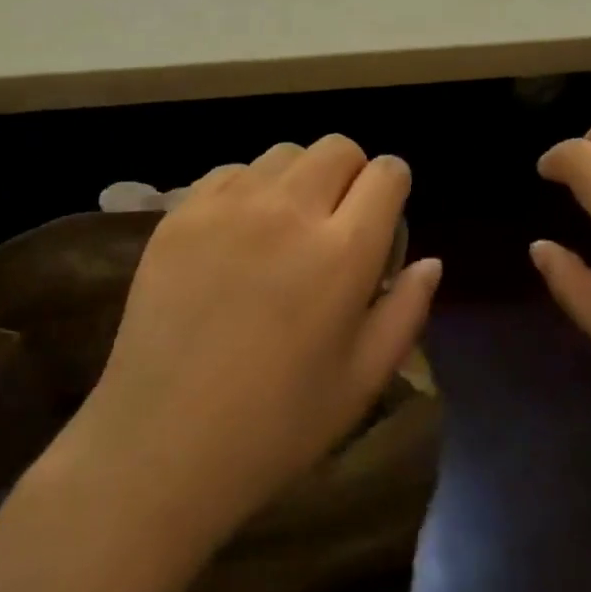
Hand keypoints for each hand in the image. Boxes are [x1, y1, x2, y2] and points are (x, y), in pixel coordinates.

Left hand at [74, 136, 439, 542]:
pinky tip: (237, 236)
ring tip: (285, 228)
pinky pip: (231, 172)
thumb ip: (406, 311)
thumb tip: (430, 261)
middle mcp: (289, 210)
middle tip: (337, 222)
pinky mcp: (182, 212)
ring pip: (284, 154)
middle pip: (337, 147)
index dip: (393, 186)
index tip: (383, 216)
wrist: (160, 445)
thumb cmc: (275, 426)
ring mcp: (229, 205)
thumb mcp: (362, 381)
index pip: (386, 173)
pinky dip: (248, 190)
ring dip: (300, 179)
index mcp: (342, 252)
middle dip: (351, 173)